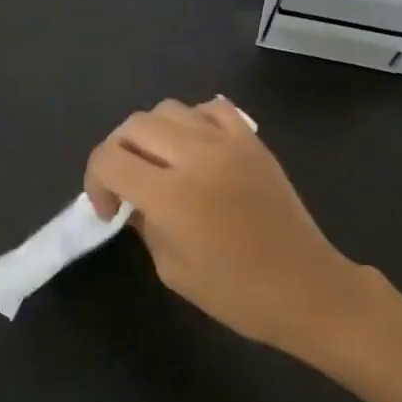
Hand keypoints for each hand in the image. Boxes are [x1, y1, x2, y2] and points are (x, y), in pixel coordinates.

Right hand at [84, 97, 379, 358]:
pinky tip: (195, 147)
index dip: (95, 181)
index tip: (109, 209)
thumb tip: (131, 200)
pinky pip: (212, 108)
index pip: (109, 159)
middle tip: (126, 185)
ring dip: (151, 134)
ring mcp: (228, 142)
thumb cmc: (236, 293)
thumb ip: (144, 225)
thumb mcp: (172, 269)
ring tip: (160, 163)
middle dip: (117, 152)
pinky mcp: (252, 140)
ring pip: (168, 109)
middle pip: (134, 126)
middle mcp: (196, 156)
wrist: (305, 288)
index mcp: (171, 195)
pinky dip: (193, 120)